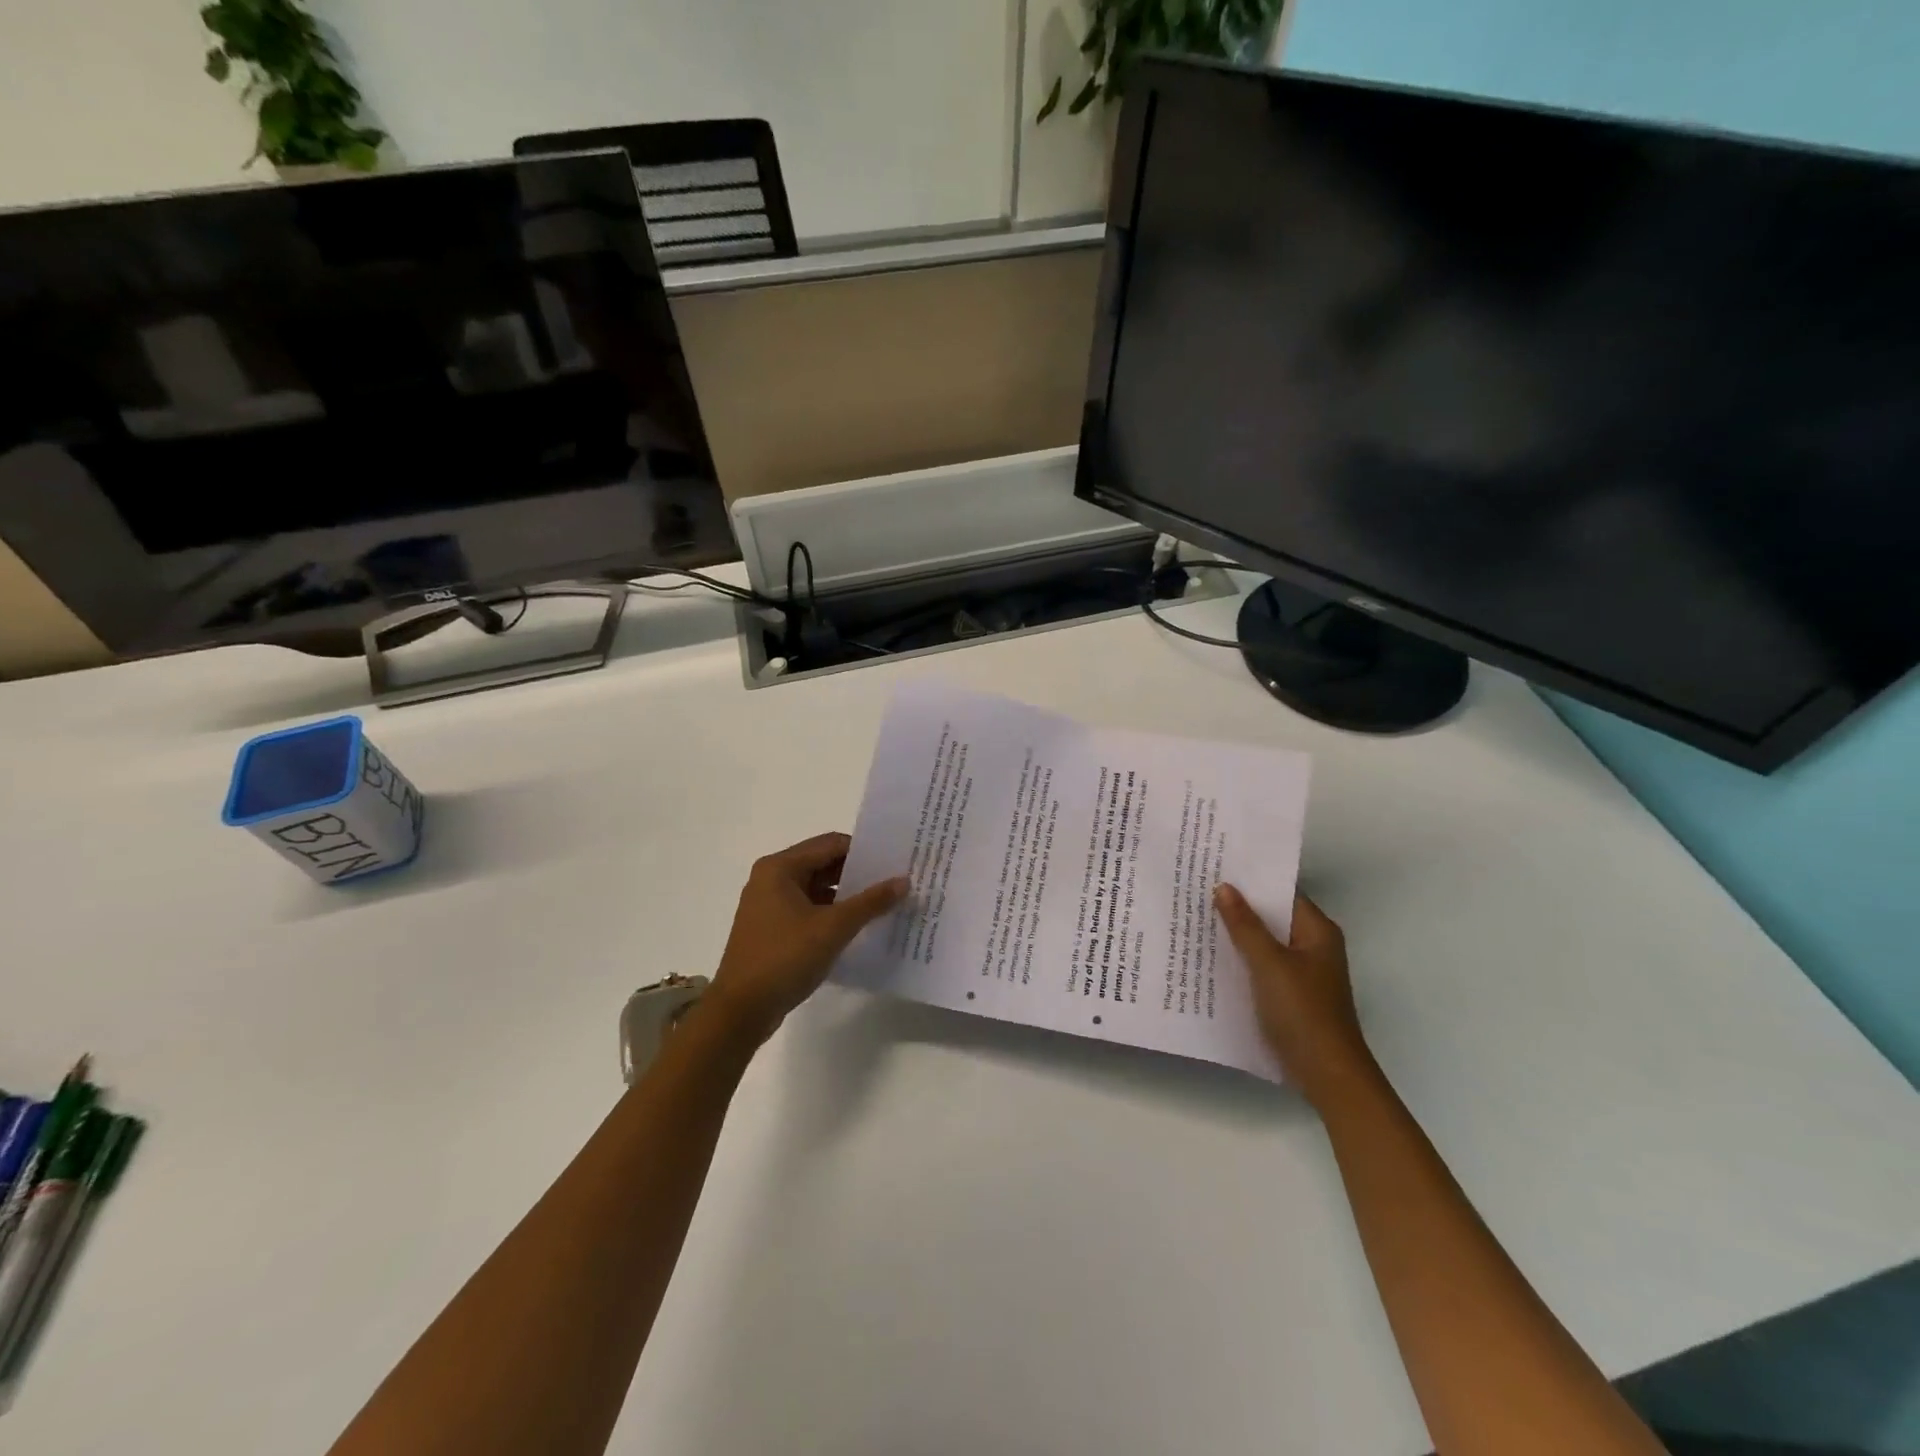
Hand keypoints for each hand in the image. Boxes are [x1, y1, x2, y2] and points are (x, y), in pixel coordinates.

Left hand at [708, 833, 908, 1042]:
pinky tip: (860, 928)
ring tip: (885, 905)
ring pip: (817, 889)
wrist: (739, 1011)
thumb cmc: (784, 958)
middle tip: (896, 883)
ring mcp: (770, 905)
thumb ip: (870, 902)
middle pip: (824, 864)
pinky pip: (809, 911)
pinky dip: (833, 915)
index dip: (865, 851)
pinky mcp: (773, 930)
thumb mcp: (833, 928)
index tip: (896, 862)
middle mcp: (772, 879)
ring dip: (847, 897)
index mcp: (780, 868)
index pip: (831, 844)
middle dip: (859, 874)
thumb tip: (903, 881)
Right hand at [1214, 885, 1374, 1108]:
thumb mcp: (1269, 964)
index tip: (1216, 867)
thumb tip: (1224, 887)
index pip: (1282, 892)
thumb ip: (1245, 925)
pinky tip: (1211, 957)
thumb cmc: (1303, 1012)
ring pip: (1265, 943)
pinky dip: (1242, 959)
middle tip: (1198, 889)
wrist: (1327, 1075)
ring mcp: (1303, 972)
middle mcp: (1313, 946)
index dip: (1252, 880)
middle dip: (1239, 906)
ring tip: (1197, 917)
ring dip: (1237, 934)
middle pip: (1273, 917)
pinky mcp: (1291, 995)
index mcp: (1317, 932)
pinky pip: (1262, 966)